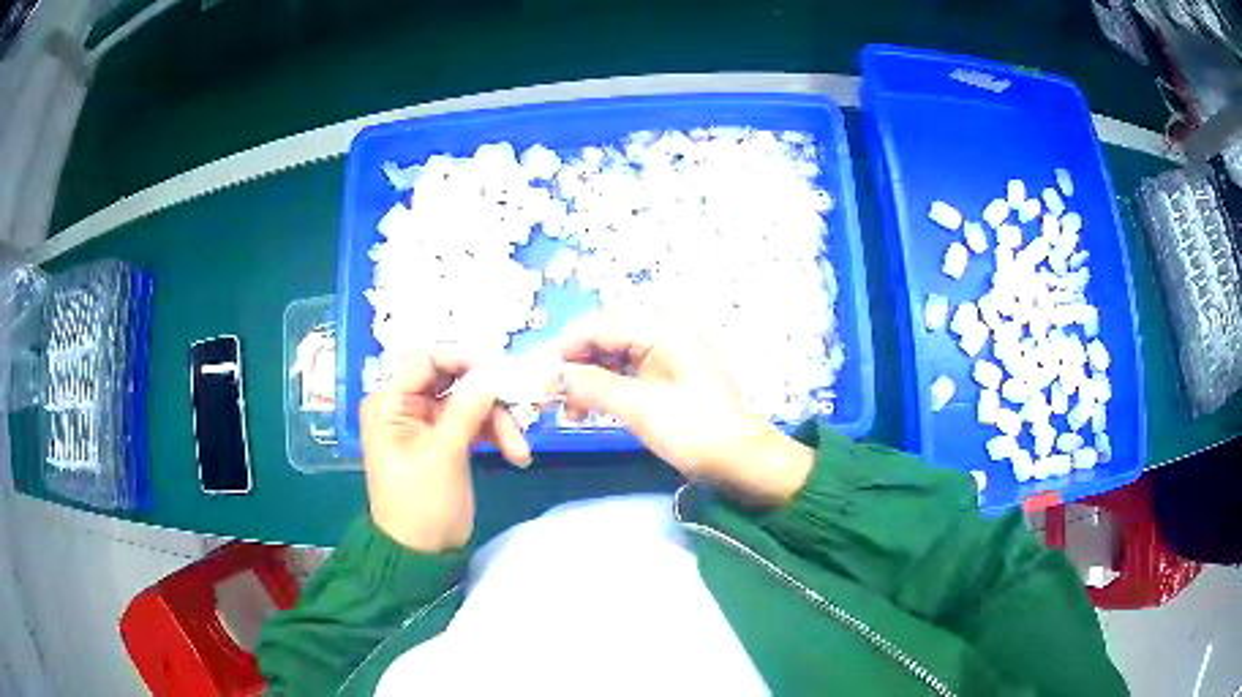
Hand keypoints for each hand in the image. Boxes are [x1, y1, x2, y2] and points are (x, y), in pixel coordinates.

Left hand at [359, 349, 530, 552]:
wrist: (421, 555)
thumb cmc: (421, 504)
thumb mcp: (443, 453)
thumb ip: (467, 407)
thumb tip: (493, 370)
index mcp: (389, 403)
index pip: (424, 359)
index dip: (462, 359)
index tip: (500, 370)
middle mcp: (406, 406)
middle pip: (452, 380)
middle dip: (487, 397)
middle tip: (520, 409)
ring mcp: (427, 423)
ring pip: (470, 402)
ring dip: (498, 422)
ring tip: (519, 452)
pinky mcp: (446, 441)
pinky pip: (475, 423)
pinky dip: (496, 435)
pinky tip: (516, 455)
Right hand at [556, 313, 813, 503]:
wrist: (742, 460)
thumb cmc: (696, 431)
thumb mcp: (640, 408)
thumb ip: (593, 386)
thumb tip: (549, 375)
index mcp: (663, 328)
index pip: (600, 324)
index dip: (565, 347)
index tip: (537, 374)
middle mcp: (663, 331)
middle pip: (603, 336)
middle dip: (573, 363)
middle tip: (547, 394)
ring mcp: (666, 352)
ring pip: (611, 355)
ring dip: (586, 378)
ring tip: (568, 410)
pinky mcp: (665, 374)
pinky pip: (625, 371)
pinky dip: (604, 388)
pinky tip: (588, 410)